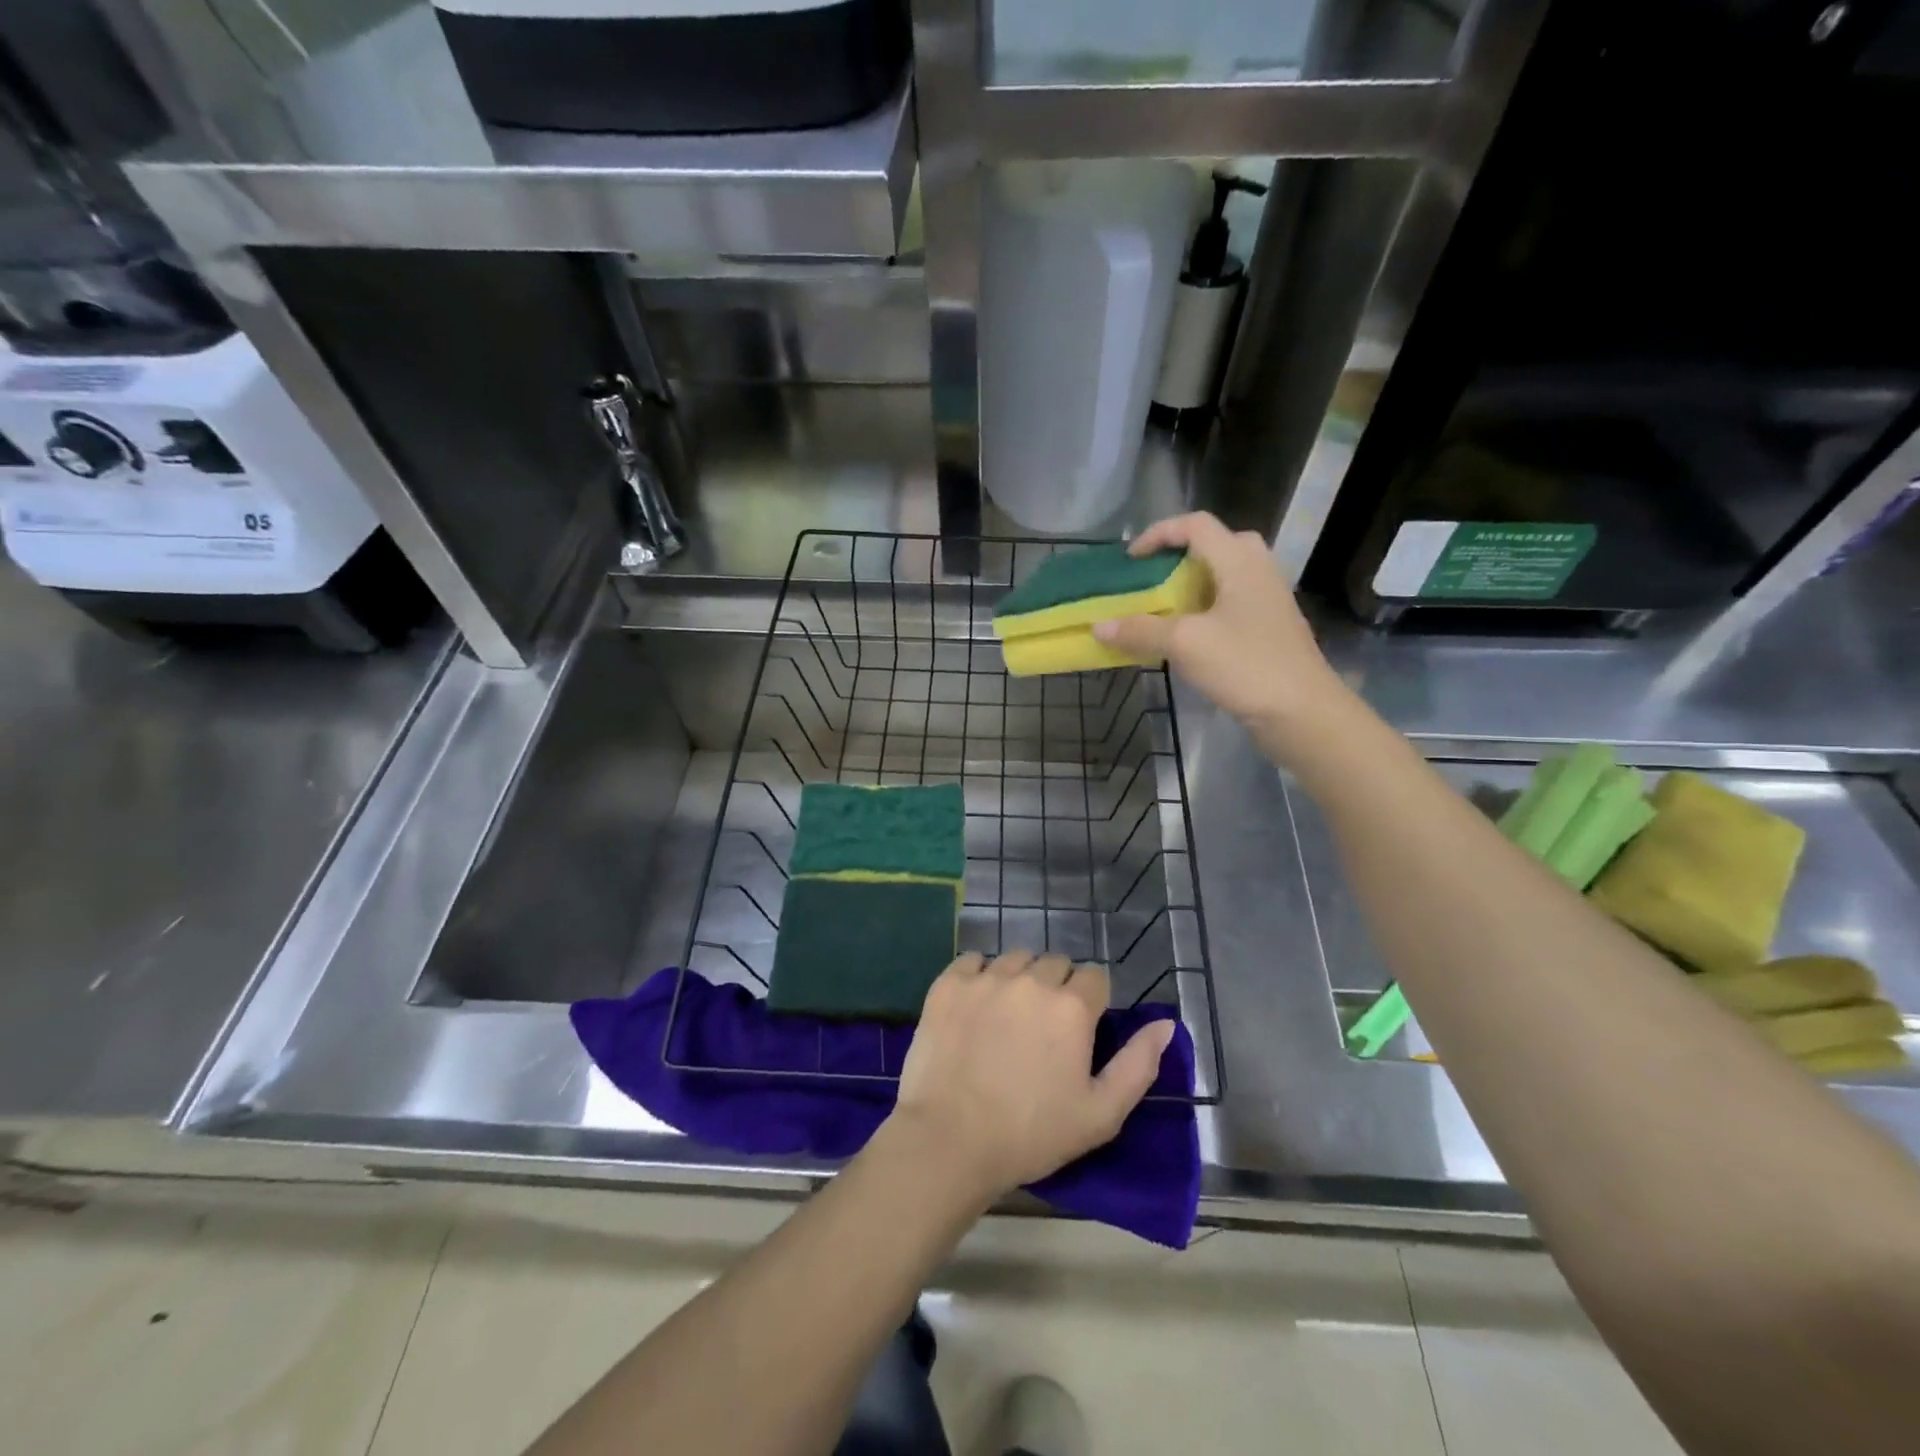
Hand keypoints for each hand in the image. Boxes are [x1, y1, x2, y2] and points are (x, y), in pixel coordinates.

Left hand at [888, 951, 1176, 1201]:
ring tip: (1008, 1018)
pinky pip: (973, 961)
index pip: (1094, 977)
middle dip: (1057, 988)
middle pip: (1055, 964)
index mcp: (1072, 1007)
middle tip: (1043, 1029)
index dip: (1091, 1001)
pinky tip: (975, 1007)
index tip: (1079, 1030)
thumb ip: (1139, 1064)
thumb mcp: (1101, 1114)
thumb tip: (1166, 1024)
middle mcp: (1032, 980)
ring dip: (1020, 979)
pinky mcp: (948, 983)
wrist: (950, 1140)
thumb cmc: (1032, 1134)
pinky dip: (979, 976)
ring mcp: (986, 978)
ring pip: (1015, 959)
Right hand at [1093, 512, 1349, 748]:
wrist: (1302, 712)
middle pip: (1216, 545)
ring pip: (1225, 576)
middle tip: (1154, 579)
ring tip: (1165, 608)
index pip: (1196, 525)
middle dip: (1179, 557)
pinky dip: (1205, 609)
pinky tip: (1188, 637)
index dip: (1159, 534)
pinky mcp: (1270, 628)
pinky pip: (1231, 603)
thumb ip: (1140, 630)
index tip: (1131, 559)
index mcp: (1240, 562)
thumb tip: (1099, 627)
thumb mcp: (1185, 644)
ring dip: (1191, 586)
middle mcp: (1258, 571)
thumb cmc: (1246, 665)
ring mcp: (1268, 600)